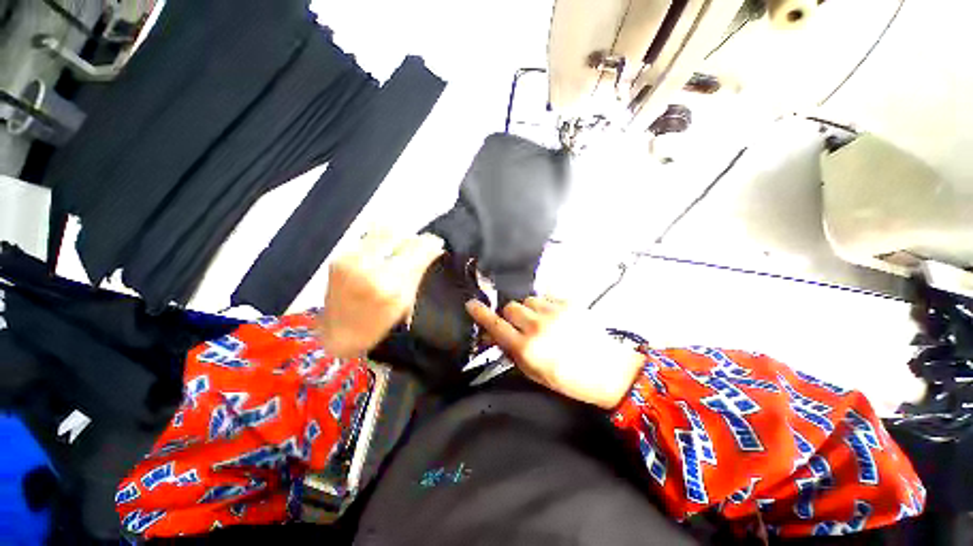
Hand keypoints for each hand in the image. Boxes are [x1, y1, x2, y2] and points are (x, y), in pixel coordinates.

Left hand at [317, 230, 444, 357]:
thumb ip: (419, 271)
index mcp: (391, 286)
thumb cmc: (378, 324)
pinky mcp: (338, 258)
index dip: (430, 242)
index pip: (417, 249)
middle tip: (416, 246)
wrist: (338, 334)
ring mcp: (350, 261)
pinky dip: (379, 243)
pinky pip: (366, 239)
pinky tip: (381, 256)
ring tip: (398, 251)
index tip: (436, 242)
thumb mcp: (406, 302)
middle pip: (397, 233)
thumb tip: (435, 249)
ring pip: (380, 231)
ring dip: (394, 238)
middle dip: (410, 238)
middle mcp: (369, 269)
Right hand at [466, 297, 644, 408]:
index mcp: (527, 348)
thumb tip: (494, 336)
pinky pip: (546, 297)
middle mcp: (537, 327)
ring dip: (528, 310)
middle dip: (511, 315)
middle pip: (510, 307)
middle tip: (520, 325)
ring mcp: (554, 312)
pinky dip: (545, 306)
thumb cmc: (568, 379)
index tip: (471, 304)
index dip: (481, 314)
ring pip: (527, 300)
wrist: (608, 370)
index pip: (496, 325)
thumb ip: (512, 352)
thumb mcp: (534, 373)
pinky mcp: (569, 303)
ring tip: (540, 320)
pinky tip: (555, 317)